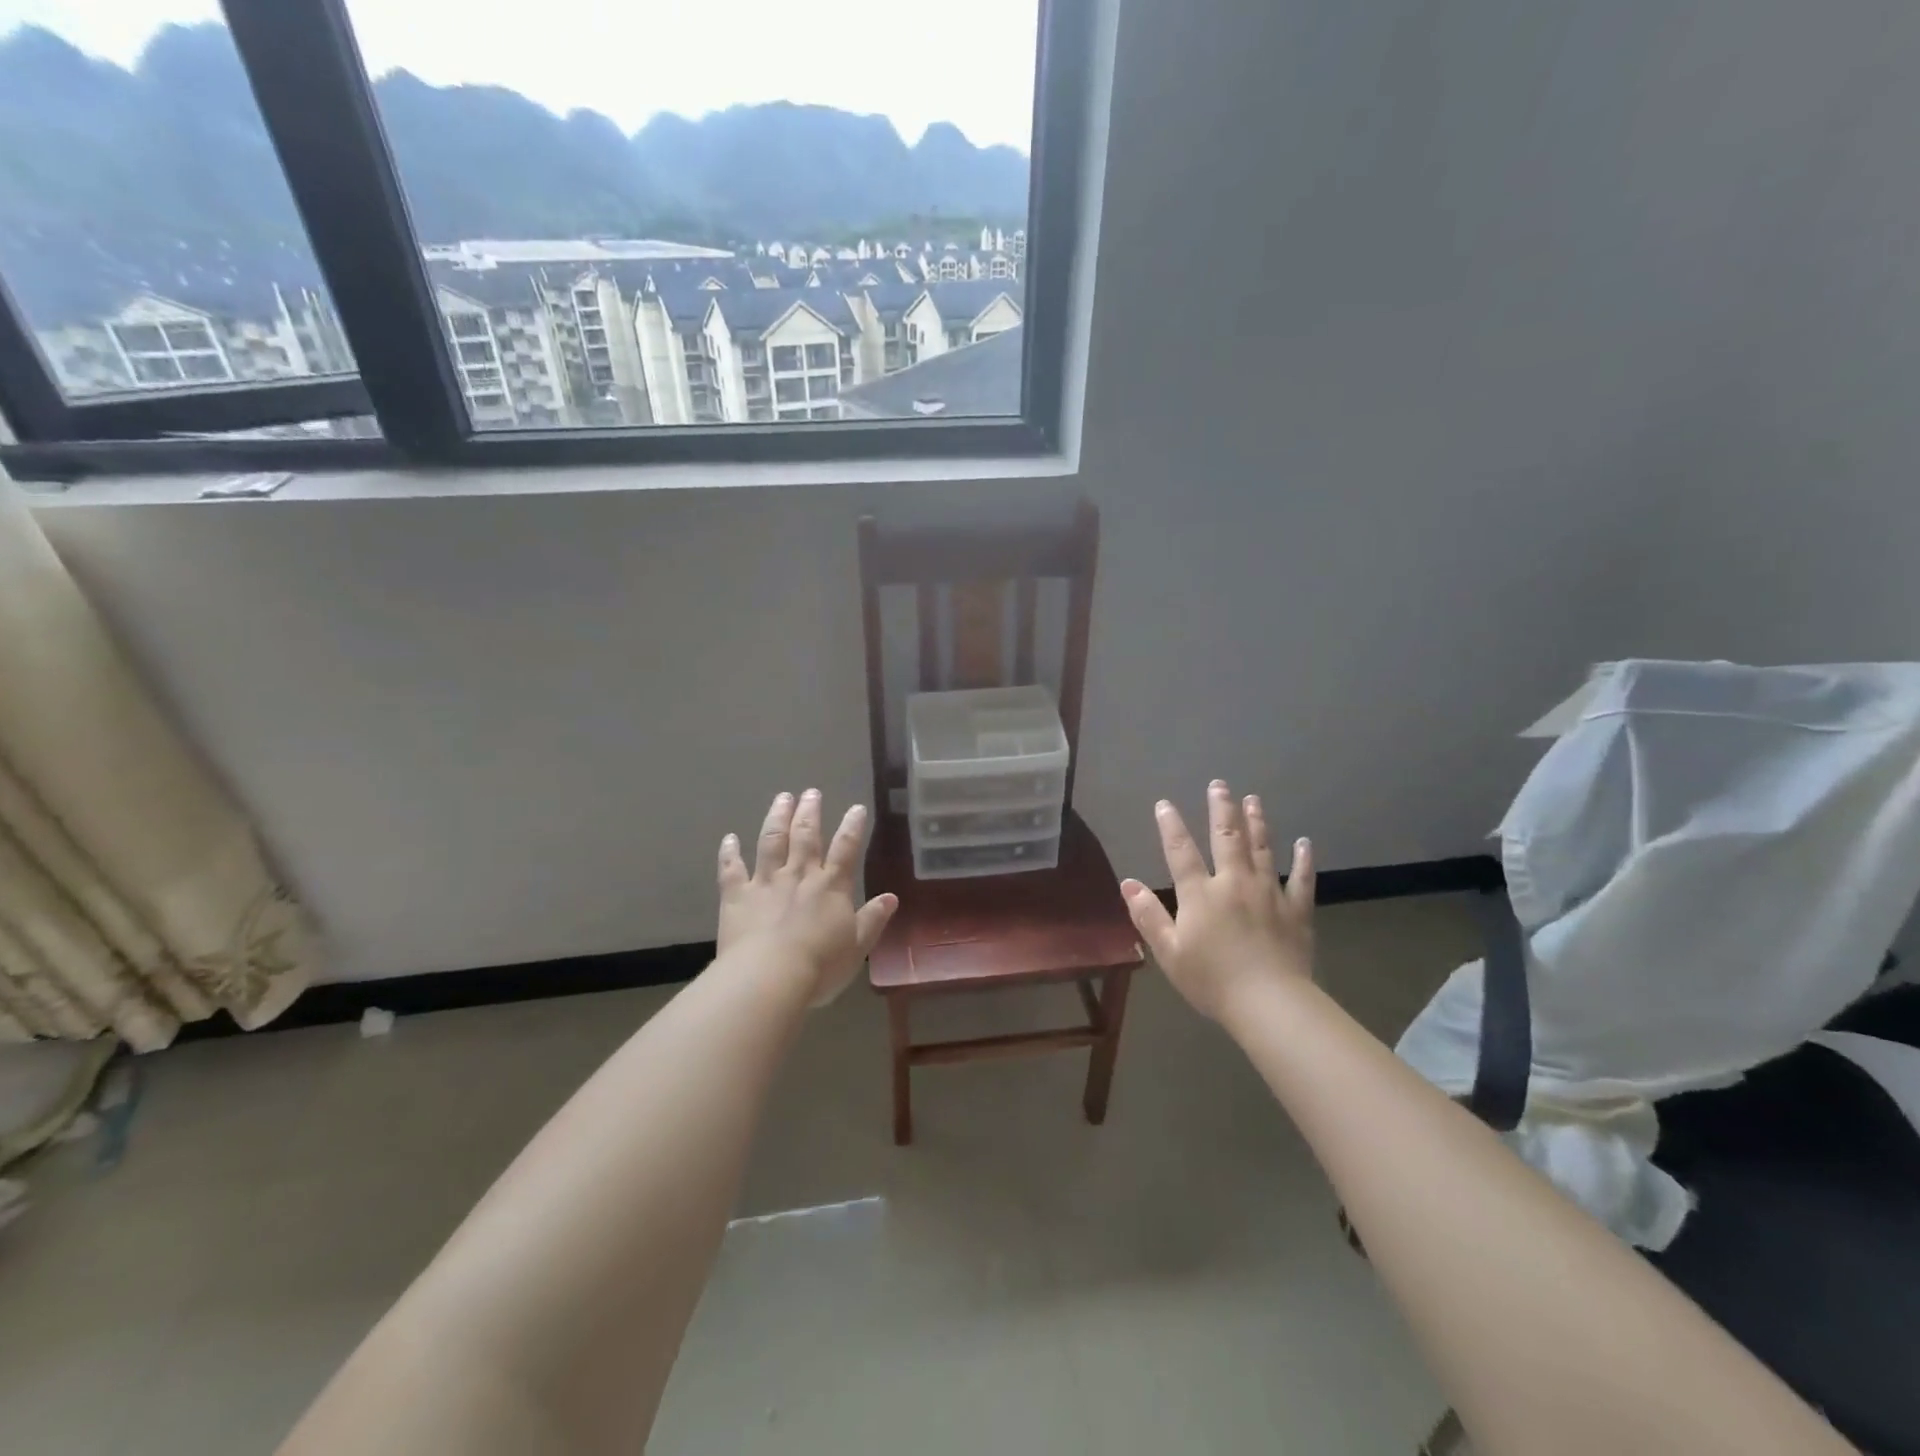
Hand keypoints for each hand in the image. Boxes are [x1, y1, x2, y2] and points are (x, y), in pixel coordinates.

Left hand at [717, 789, 898, 1005]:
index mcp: (831, 886)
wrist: (769, 977)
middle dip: (810, 812)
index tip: (856, 808)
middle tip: (811, 791)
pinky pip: (731, 869)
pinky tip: (728, 838)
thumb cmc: (820, 966)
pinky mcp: (736, 896)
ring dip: (777, 818)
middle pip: (806, 835)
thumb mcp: (858, 946)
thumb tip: (892, 897)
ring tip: (782, 798)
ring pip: (771, 841)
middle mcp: (799, 875)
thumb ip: (873, 919)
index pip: (846, 849)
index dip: (852, 826)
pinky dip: (729, 852)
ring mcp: (765, 882)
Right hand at [1120, 781, 1315, 1023]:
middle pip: (1227, 838)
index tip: (1165, 804)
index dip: (1171, 826)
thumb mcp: (1169, 952)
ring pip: (1263, 849)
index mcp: (1200, 894)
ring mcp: (1269, 894)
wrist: (1269, 1004)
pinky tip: (1306, 843)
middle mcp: (1234, 883)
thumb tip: (1127, 883)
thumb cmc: (1212, 980)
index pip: (1181, 851)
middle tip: (1220, 785)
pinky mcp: (1296, 911)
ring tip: (1254, 800)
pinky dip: (1304, 860)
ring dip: (1257, 822)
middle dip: (1222, 809)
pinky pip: (1302, 880)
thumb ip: (1148, 915)